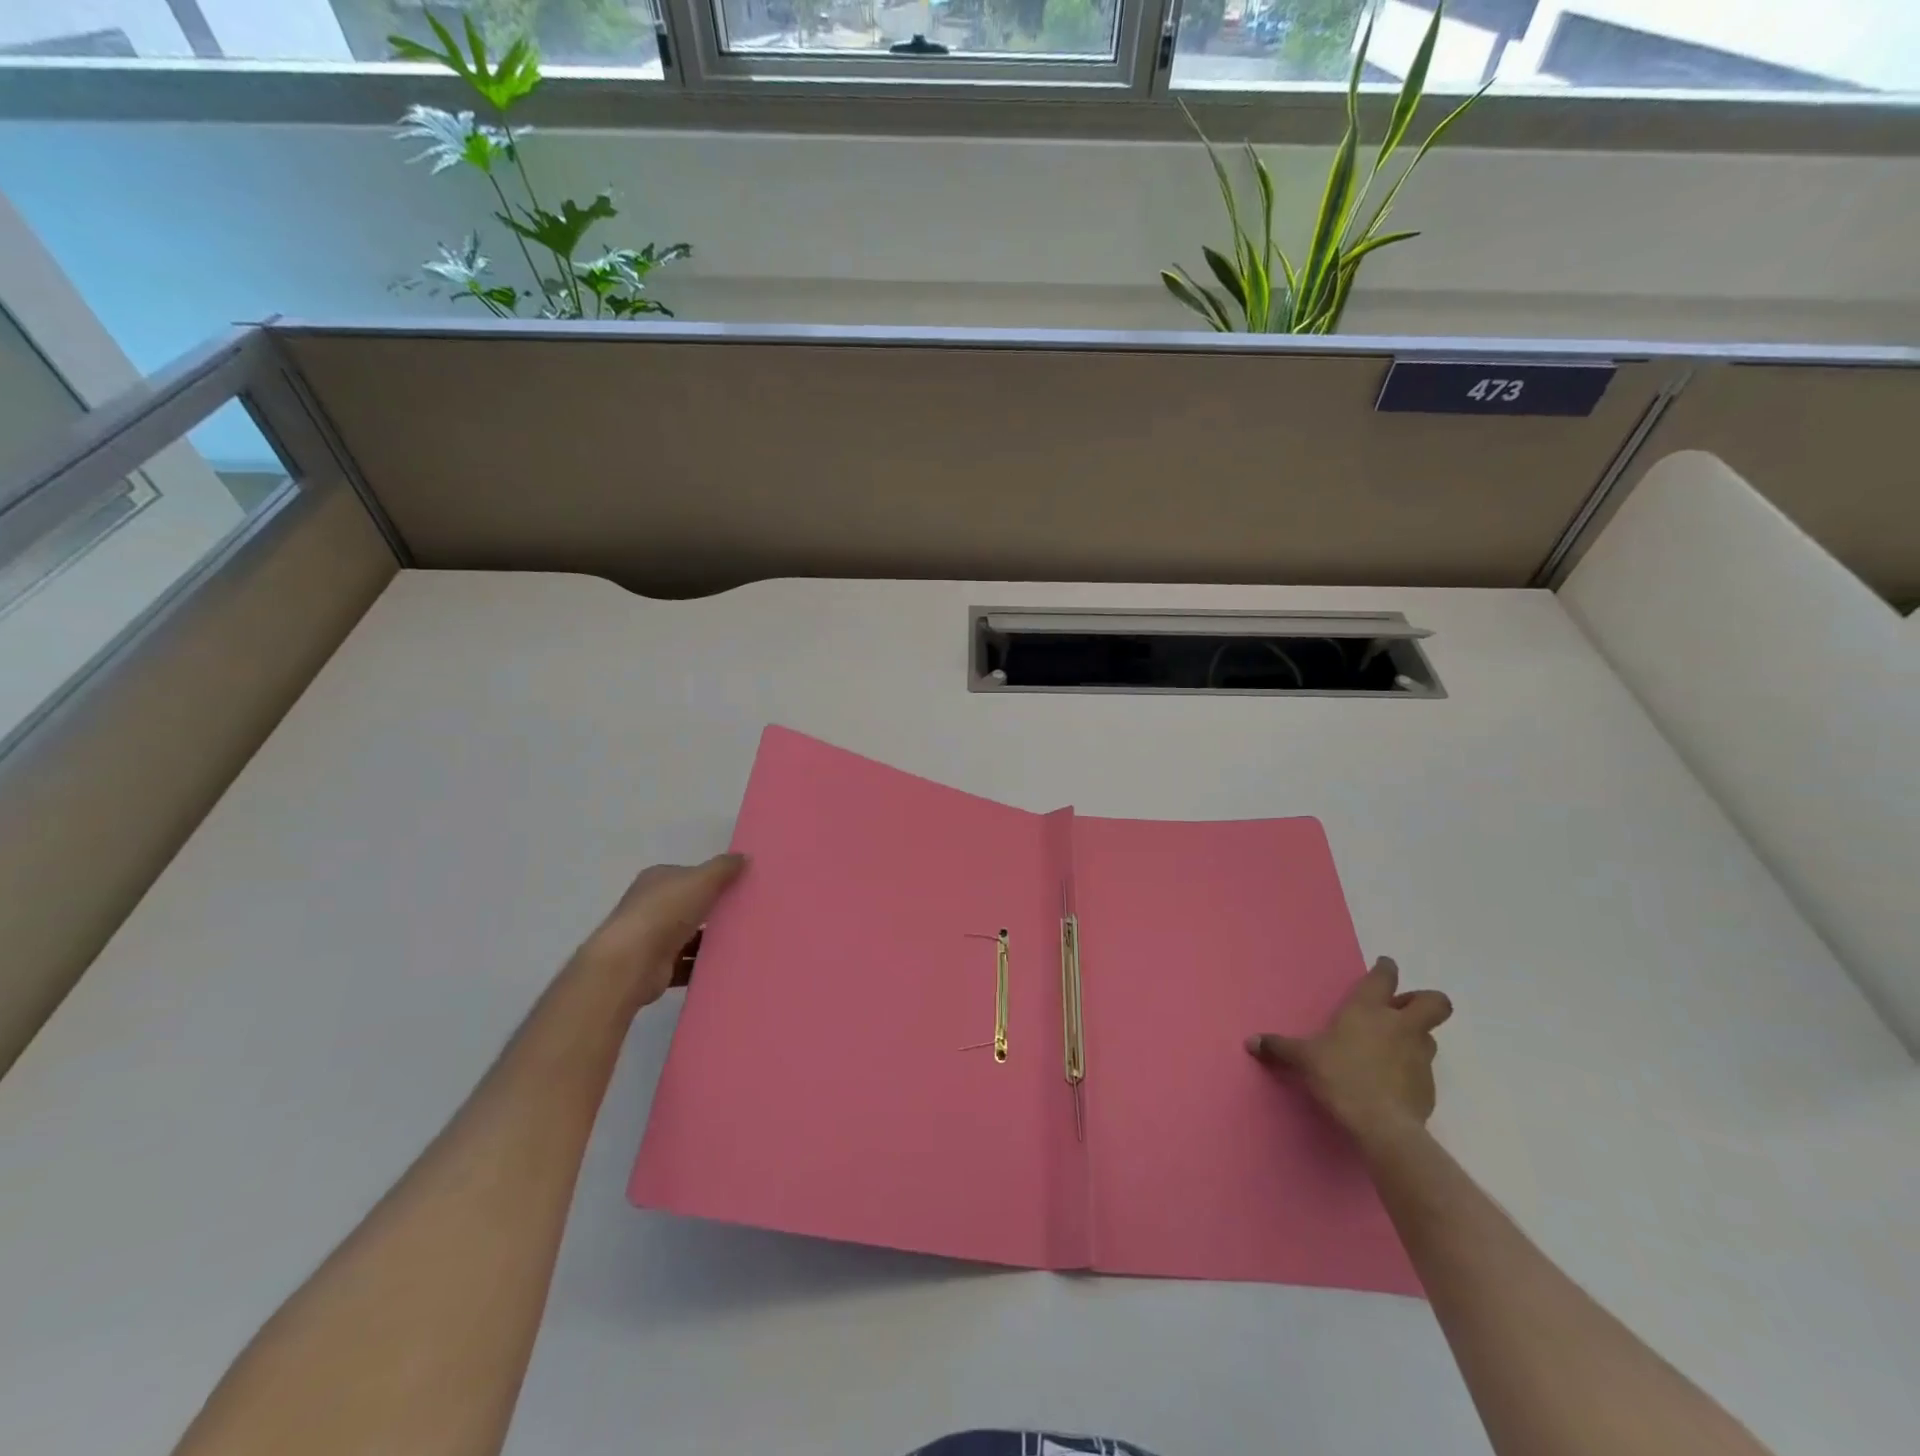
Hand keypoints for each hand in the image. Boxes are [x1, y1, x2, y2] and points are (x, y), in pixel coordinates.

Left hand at [575, 854, 745, 1013]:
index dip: (712, 879)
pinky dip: (701, 963)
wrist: (631, 962)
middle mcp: (650, 905)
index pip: (688, 875)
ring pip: (688, 935)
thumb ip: (724, 867)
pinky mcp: (655, 966)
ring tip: (741, 940)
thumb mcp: (702, 879)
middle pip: (689, 905)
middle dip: (713, 910)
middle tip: (745, 913)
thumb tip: (744, 856)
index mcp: (657, 880)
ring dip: (709, 939)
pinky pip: (685, 963)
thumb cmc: (666, 912)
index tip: (738, 887)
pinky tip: (724, 963)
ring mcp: (650, 937)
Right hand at [1246, 956, 1452, 1146]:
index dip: (1386, 968)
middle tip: (1402, 1010)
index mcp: (1368, 1009)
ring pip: (1430, 1035)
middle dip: (1424, 1000)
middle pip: (1434, 1002)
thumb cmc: (1340, 1076)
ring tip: (1394, 1047)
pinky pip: (1424, 1068)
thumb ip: (1279, 1047)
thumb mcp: (1303, 1059)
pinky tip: (1393, 1081)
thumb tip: (1249, 1042)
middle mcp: (1400, 1025)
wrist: (1382, 1125)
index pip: (1384, 977)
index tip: (1384, 965)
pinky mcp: (1429, 1086)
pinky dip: (1412, 1069)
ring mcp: (1419, 1055)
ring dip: (1416, 1036)